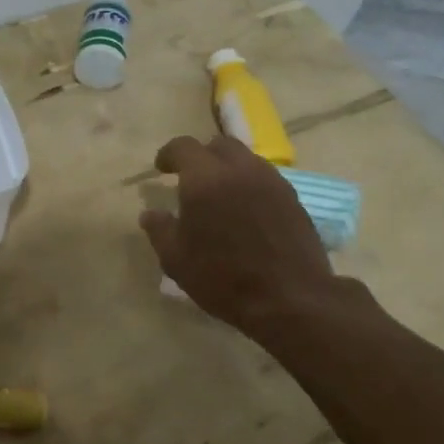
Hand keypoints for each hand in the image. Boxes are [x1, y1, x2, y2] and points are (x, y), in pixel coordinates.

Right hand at [140, 135, 360, 337]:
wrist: (289, 298)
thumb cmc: (223, 277)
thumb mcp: (176, 259)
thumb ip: (160, 230)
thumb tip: (150, 213)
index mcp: (205, 178)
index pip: (184, 147)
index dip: (169, 154)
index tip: (162, 169)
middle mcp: (240, 169)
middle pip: (219, 145)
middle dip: (202, 156)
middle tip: (191, 179)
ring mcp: (272, 182)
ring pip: (246, 159)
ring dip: (229, 169)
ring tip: (220, 196)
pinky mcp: (293, 199)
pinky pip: (265, 179)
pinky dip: (250, 185)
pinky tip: (246, 212)